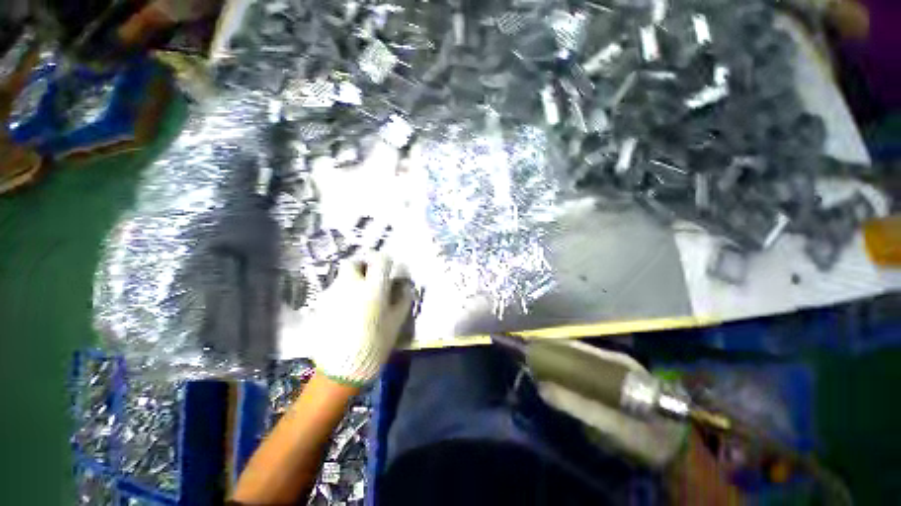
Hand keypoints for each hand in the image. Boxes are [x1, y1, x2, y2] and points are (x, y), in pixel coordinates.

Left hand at [306, 253, 414, 385]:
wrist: (341, 370)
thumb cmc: (375, 345)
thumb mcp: (396, 323)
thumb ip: (403, 300)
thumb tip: (405, 286)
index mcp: (373, 288)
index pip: (379, 261)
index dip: (385, 262)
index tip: (388, 269)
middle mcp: (350, 286)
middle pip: (352, 263)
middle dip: (362, 266)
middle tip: (370, 278)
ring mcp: (332, 295)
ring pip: (341, 277)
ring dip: (351, 281)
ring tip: (358, 298)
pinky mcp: (321, 306)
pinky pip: (333, 292)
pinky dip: (342, 295)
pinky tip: (346, 312)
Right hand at [536, 342, 687, 467]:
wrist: (678, 449)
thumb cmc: (647, 435)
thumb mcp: (613, 424)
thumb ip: (580, 406)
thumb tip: (542, 387)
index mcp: (613, 362)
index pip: (574, 346)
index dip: (551, 345)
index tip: (529, 347)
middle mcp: (611, 361)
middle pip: (573, 352)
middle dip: (550, 353)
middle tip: (527, 359)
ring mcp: (611, 372)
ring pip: (576, 362)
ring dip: (556, 364)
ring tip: (535, 367)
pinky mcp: (610, 385)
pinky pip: (582, 375)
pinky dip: (566, 376)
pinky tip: (555, 381)